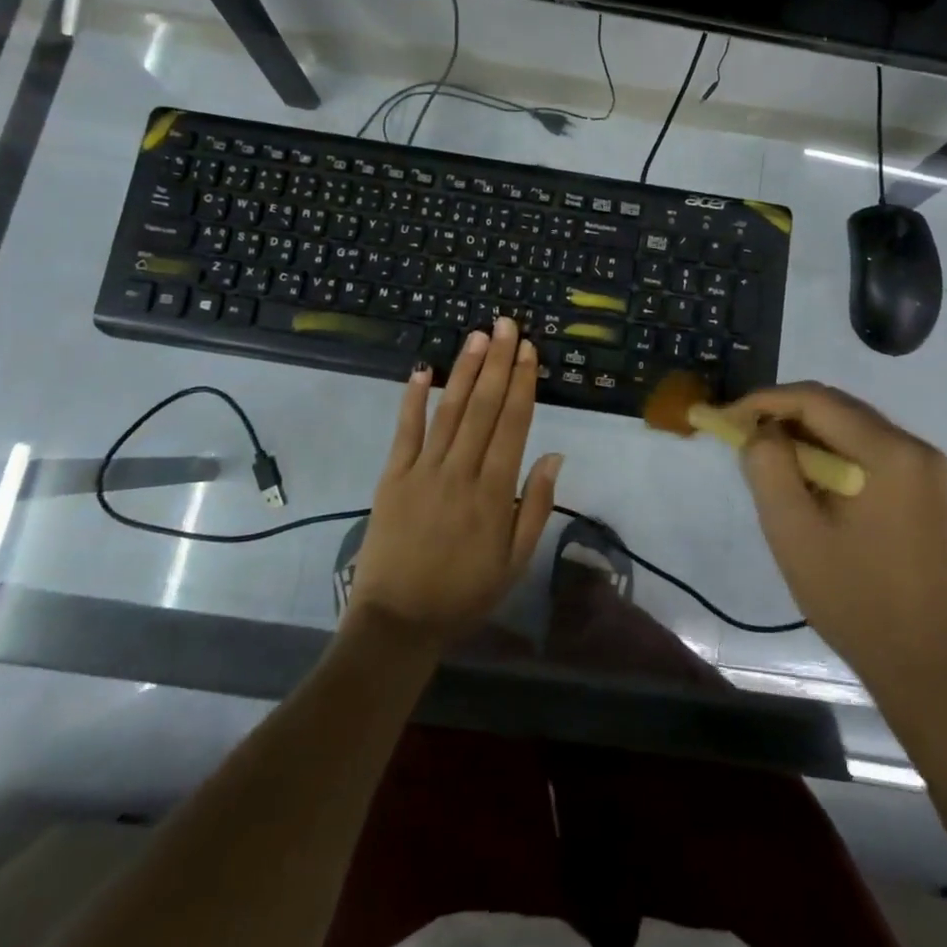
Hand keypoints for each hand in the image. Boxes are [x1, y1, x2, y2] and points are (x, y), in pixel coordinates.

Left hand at [348, 316, 561, 647]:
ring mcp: (423, 470)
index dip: (522, 383)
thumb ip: (535, 506)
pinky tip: (422, 369)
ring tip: (478, 336)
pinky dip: (413, 399)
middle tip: (507, 324)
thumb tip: (553, 454)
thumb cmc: (464, 593)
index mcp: (494, 492)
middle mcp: (460, 471)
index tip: (528, 350)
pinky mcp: (393, 477)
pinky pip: (405, 430)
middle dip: (498, 362)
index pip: (512, 424)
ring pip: (450, 409)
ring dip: (465, 370)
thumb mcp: (515, 562)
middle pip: (484, 406)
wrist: (398, 622)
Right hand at [730, 382, 946, 683]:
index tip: (726, 417)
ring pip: (849, 425)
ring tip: (765, 456)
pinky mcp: (922, 485)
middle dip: (783, 414)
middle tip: (740, 435)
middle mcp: (914, 446)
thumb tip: (760, 428)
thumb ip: (767, 465)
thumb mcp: (792, 529)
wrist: (918, 659)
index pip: (816, 400)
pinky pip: (865, 447)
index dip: (765, 400)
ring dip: (804, 433)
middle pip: (836, 407)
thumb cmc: (850, 596)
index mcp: (889, 452)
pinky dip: (829, 451)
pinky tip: (804, 476)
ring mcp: (924, 466)